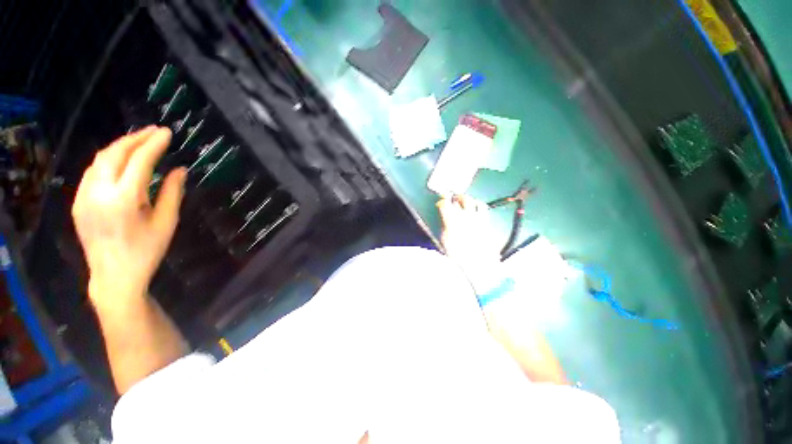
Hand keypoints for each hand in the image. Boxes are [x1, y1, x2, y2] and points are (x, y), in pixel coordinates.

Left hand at [72, 127, 185, 306]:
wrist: (114, 277)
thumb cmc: (146, 251)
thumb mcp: (166, 222)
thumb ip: (173, 193)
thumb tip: (180, 170)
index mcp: (124, 199)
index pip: (140, 161)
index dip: (154, 144)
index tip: (166, 133)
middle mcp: (99, 192)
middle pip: (114, 154)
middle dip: (135, 139)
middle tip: (153, 131)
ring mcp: (84, 196)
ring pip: (100, 160)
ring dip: (120, 147)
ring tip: (138, 141)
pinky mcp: (78, 202)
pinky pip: (92, 172)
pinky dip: (108, 160)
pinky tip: (119, 161)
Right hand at [437, 195, 502, 292]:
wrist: (478, 264)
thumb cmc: (458, 255)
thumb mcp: (444, 241)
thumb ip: (444, 226)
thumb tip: (445, 218)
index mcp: (452, 221)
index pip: (445, 204)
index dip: (441, 202)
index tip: (440, 204)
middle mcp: (465, 216)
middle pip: (461, 199)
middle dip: (455, 197)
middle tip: (452, 199)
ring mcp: (477, 218)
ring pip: (474, 201)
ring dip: (468, 199)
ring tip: (464, 202)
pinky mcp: (486, 222)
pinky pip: (483, 208)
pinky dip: (479, 205)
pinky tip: (476, 209)